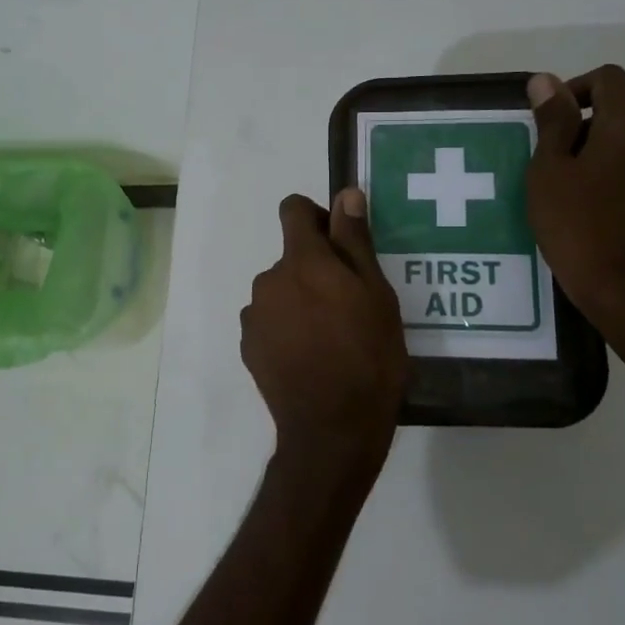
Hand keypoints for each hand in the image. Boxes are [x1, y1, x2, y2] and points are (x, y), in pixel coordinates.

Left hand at [241, 190, 408, 484]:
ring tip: (330, 337)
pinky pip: (268, 321)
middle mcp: (268, 280)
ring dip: (300, 301)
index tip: (340, 244)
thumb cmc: (368, 358)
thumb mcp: (376, 295)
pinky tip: (309, 357)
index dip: (317, 218)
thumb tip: (346, 194)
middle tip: (348, 306)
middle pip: (291, 257)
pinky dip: (285, 328)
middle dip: (316, 269)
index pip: (294, 210)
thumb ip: (355, 241)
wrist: (332, 429)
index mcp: (301, 261)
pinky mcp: (248, 346)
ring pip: (280, 291)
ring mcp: (254, 315)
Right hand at [526, 66, 624, 357]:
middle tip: (553, 156)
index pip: (608, 78)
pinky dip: (621, 174)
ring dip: (605, 148)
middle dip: (588, 120)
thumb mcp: (549, 171)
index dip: (574, 89)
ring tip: (572, 185)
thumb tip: (545, 80)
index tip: (549, 121)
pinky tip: (596, 208)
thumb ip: (552, 122)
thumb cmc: (576, 225)